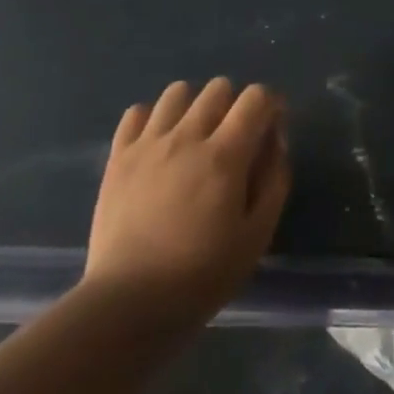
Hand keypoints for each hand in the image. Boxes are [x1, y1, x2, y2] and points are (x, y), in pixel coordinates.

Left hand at [84, 78, 290, 321]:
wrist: (127, 306)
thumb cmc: (200, 276)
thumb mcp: (256, 236)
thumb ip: (274, 181)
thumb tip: (276, 142)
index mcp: (225, 155)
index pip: (256, 97)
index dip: (270, 104)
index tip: (271, 128)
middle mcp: (187, 136)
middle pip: (219, 87)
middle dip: (234, 104)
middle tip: (232, 139)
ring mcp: (148, 144)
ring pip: (178, 91)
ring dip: (194, 106)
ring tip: (194, 137)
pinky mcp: (118, 157)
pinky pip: (136, 112)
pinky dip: (152, 120)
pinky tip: (158, 145)